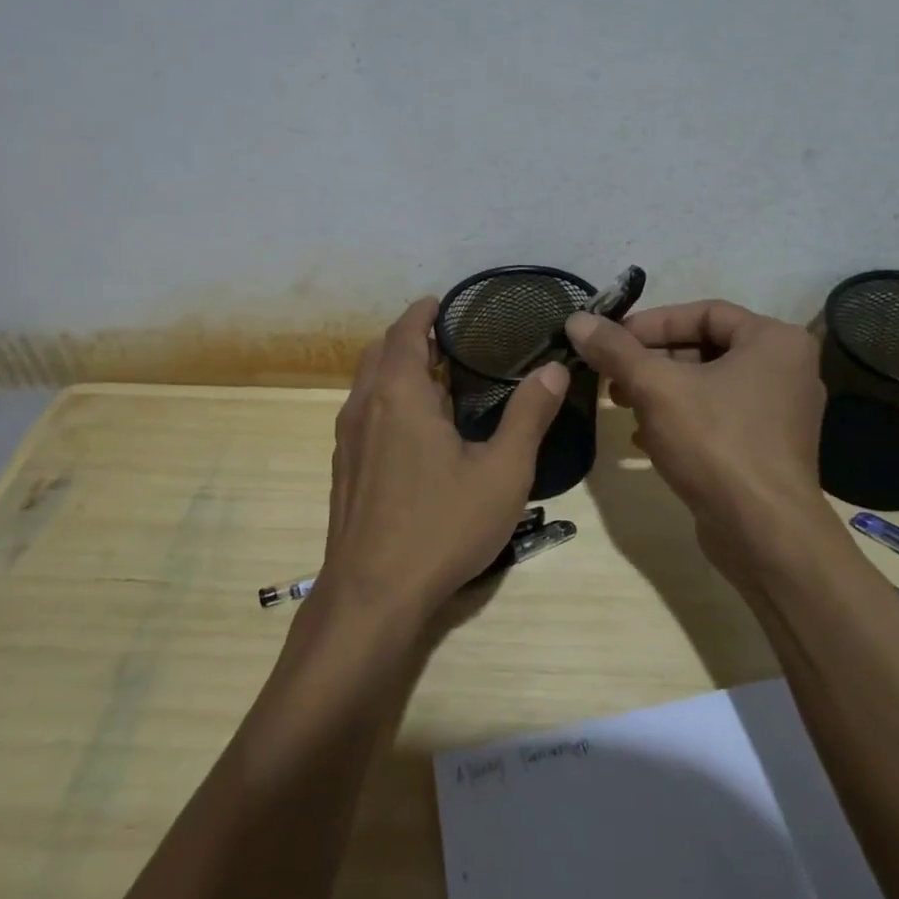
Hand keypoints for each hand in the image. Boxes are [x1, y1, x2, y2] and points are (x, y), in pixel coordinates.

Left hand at [320, 298, 569, 628]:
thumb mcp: (502, 471)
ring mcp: (348, 441)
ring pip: (368, 385)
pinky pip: (365, 415)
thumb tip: (554, 367)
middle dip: (410, 338)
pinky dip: (387, 401)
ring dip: (396, 370)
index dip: (423, 312)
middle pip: (380, 352)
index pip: (405, 331)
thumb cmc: (442, 526)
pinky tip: (418, 432)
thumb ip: (529, 415)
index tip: (444, 303)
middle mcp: (364, 407)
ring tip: (439, 381)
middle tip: (450, 340)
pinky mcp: (345, 470)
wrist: (372, 595)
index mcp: (399, 394)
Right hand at [565, 300, 828, 581]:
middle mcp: (785, 370)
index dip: (652, 323)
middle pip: (704, 349)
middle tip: (610, 374)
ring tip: (619, 403)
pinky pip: (716, 418)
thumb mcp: (656, 388)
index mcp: (774, 341)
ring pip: (707, 386)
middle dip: (651, 361)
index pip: (704, 312)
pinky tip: (641, 438)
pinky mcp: (766, 449)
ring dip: (659, 391)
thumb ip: (615, 350)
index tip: (611, 339)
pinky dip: (679, 420)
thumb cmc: (716, 443)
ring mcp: (779, 413)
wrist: (764, 534)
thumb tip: (577, 320)